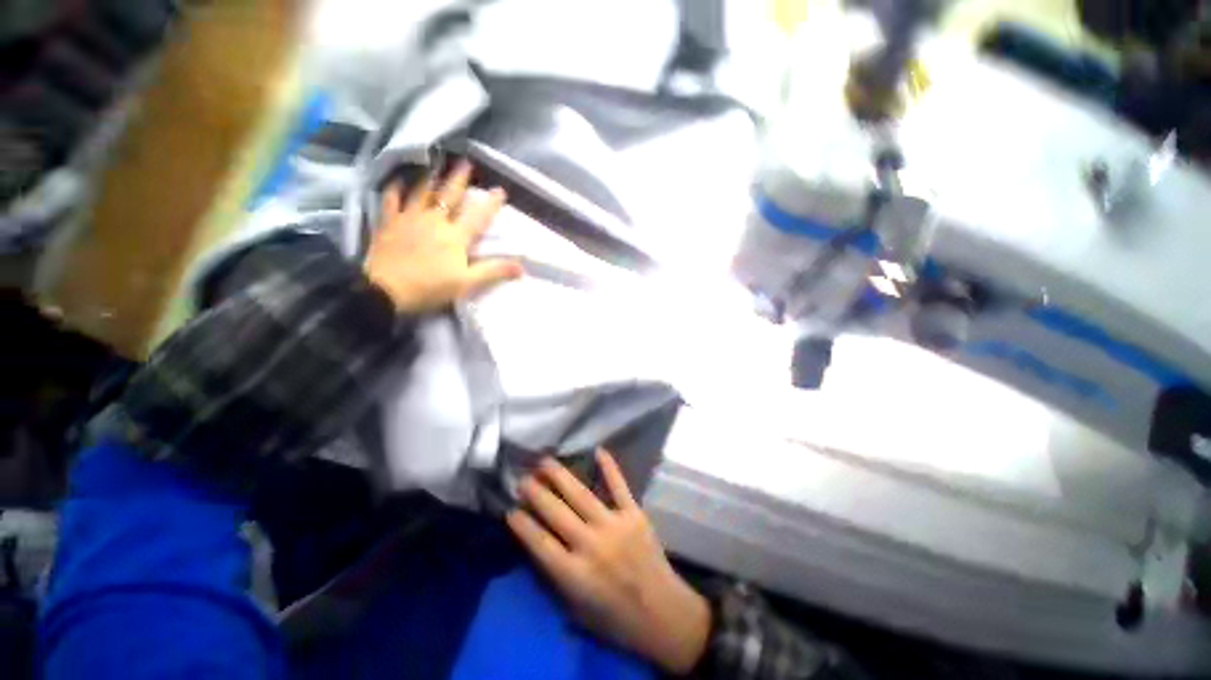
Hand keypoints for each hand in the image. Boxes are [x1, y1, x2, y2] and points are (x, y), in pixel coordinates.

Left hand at [365, 160, 522, 312]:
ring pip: (422, 193)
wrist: (385, 290)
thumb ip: (494, 271)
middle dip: (459, 179)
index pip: (478, 216)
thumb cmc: (430, 287)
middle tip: (466, 162)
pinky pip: (392, 201)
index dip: (490, 203)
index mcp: (455, 236)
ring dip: (431, 179)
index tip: (500, 190)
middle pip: (449, 196)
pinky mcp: (389, 223)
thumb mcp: (467, 282)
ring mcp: (409, 219)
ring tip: (436, 166)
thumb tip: (522, 267)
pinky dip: (395, 190)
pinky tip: (397, 182)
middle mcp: (434, 221)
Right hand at [507, 450, 711, 674]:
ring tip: (545, 461)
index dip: (523, 525)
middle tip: (523, 479)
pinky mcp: (635, 515)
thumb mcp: (578, 611)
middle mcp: (591, 546)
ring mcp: (614, 526)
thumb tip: (540, 545)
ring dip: (560, 476)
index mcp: (575, 575)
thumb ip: (558, 578)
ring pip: (581, 495)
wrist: (664, 614)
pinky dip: (609, 467)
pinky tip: (598, 450)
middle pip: (557, 513)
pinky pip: (619, 486)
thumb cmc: (617, 619)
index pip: (540, 544)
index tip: (510, 509)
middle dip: (536, 493)